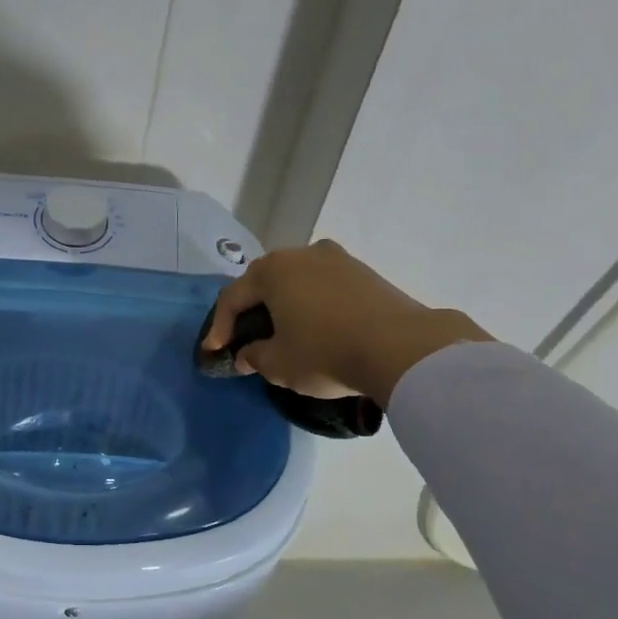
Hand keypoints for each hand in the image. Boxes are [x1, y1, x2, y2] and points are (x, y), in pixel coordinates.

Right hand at [203, 239, 488, 403]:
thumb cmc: (325, 352)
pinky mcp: (365, 272)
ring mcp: (337, 259)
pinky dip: (312, 305)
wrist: (401, 348)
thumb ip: (254, 357)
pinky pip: (324, 287)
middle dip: (251, 311)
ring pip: (297, 281)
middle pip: (265, 282)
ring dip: (284, 305)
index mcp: (272, 270)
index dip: (220, 327)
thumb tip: (247, 354)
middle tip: (245, 337)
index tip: (215, 352)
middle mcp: (302, 254)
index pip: (233, 297)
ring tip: (282, 332)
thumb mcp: (279, 364)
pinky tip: (315, 327)